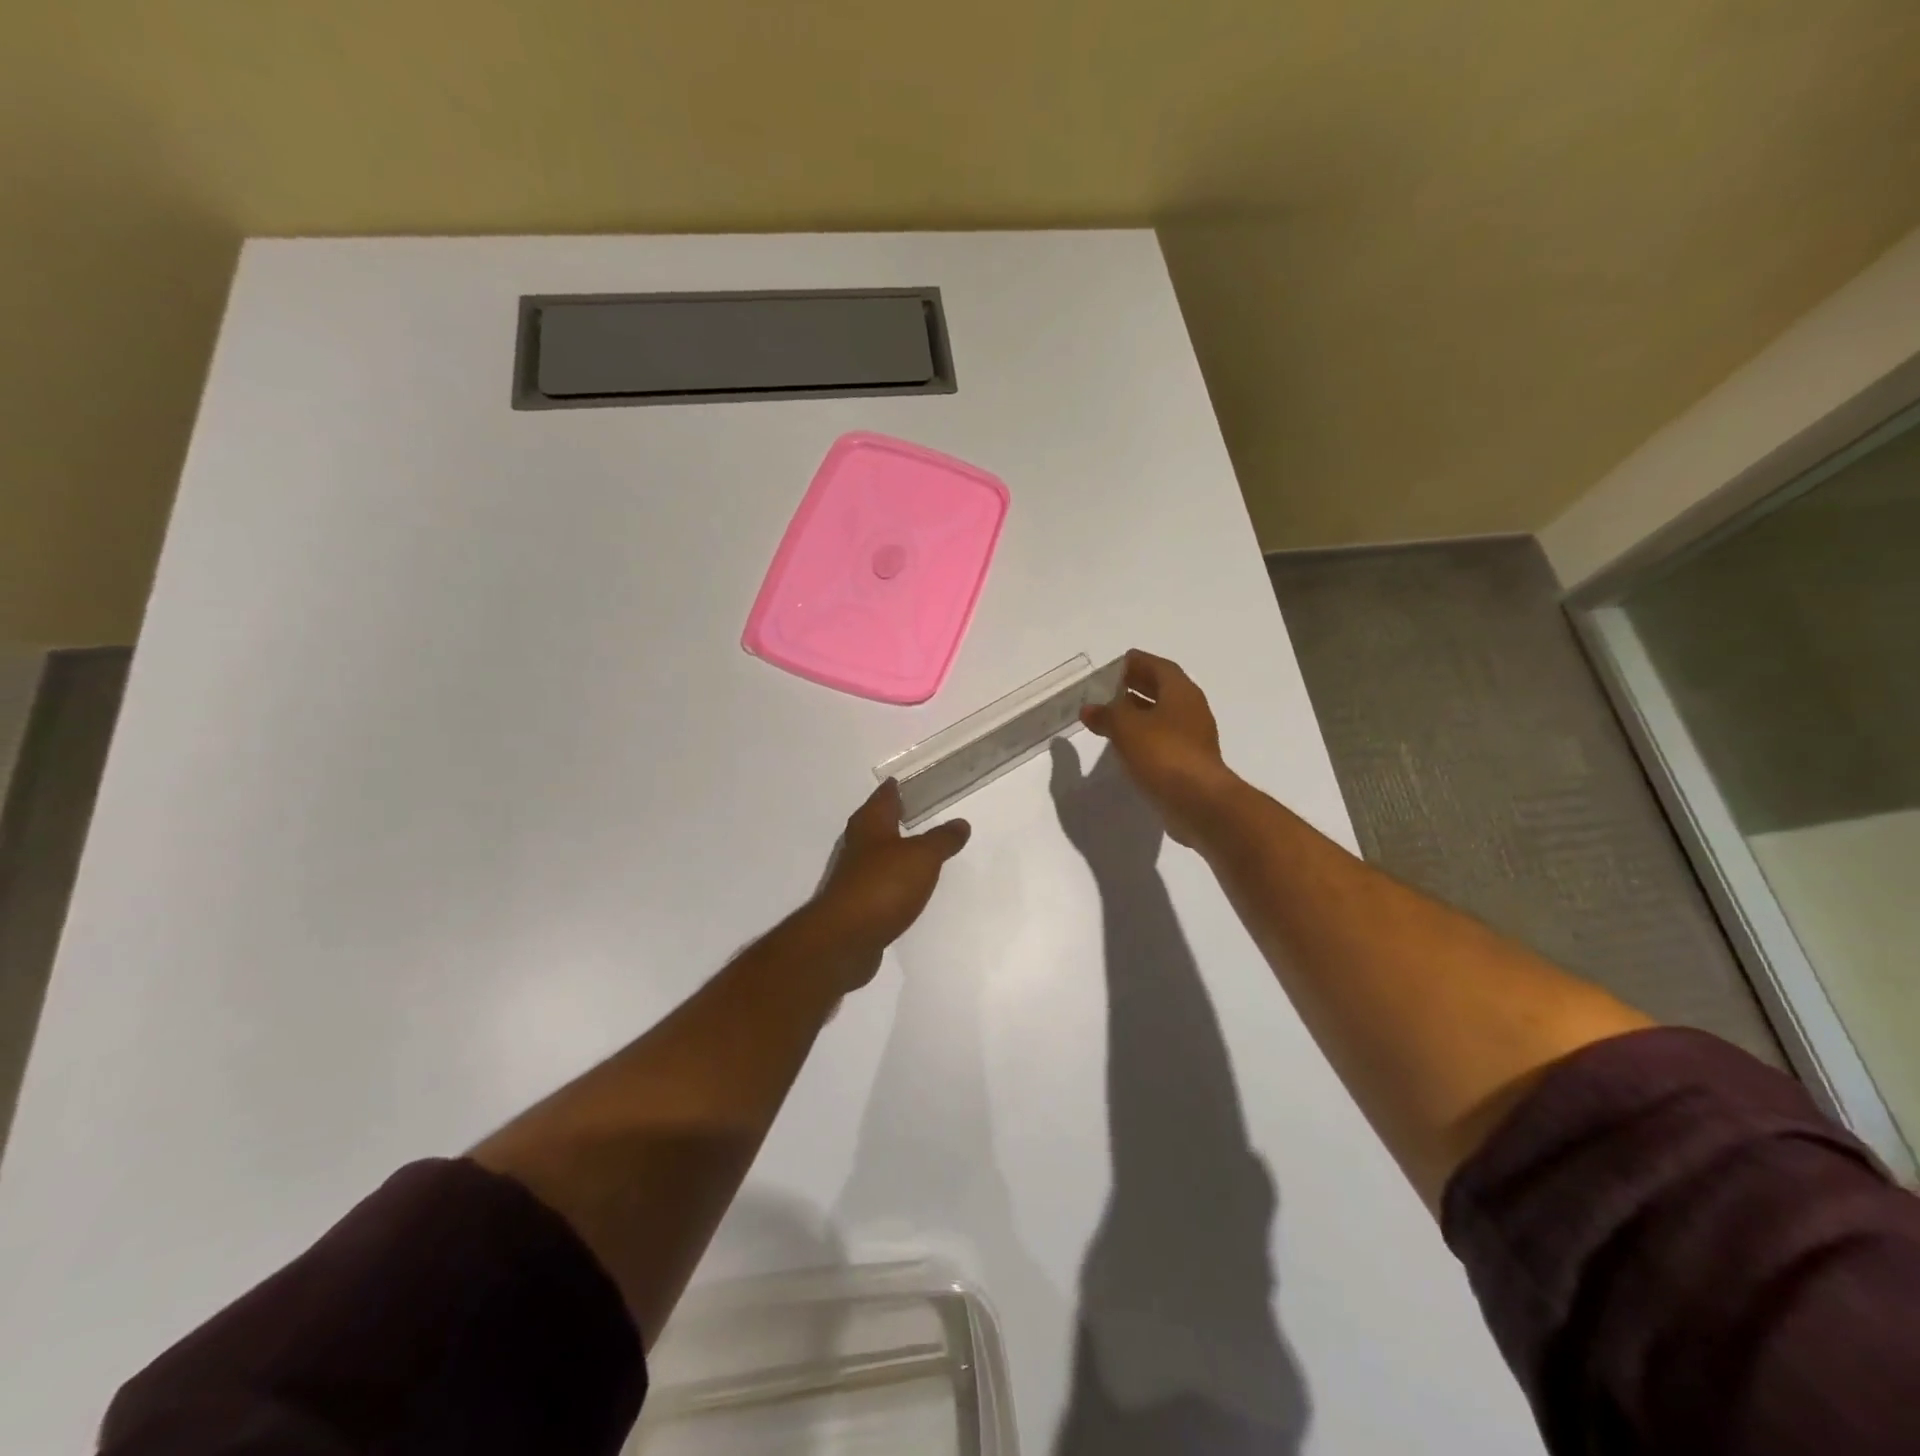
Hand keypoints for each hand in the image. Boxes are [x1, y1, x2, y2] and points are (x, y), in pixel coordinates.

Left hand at [808, 781, 971, 988]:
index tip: (901, 781)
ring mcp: (853, 876)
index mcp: (871, 825)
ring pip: (874, 852)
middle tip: (911, 810)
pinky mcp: (855, 904)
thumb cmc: (884, 885)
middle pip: (874, 823)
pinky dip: (890, 877)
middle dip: (889, 816)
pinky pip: (877, 881)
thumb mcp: (923, 857)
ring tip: (913, 847)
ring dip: (890, 848)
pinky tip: (903, 885)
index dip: (893, 789)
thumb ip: (942, 839)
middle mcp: (858, 845)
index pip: (883, 798)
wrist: (845, 938)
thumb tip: (960, 823)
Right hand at [1080, 650, 1240, 847]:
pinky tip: (1126, 744)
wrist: (1198, 801)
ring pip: (1163, 715)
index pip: (1159, 666)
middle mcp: (1191, 709)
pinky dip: (1145, 735)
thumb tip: (1088, 708)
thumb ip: (1106, 714)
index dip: (1139, 662)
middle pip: (1163, 689)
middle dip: (1138, 685)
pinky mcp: (1189, 761)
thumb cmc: (1163, 753)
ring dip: (1140, 712)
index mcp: (1181, 692)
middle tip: (1111, 687)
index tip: (1118, 663)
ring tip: (1113, 715)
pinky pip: (1164, 739)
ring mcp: (1193, 737)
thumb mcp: (1126, 728)